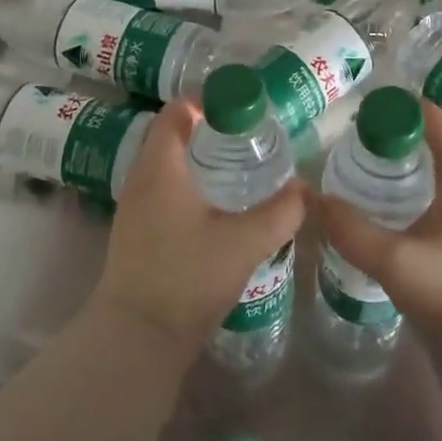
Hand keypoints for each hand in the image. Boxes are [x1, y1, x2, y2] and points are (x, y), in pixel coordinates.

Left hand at [91, 98, 305, 363]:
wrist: (136, 339)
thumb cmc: (187, 277)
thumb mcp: (245, 242)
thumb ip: (281, 211)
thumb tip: (306, 189)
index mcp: (160, 167)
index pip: (177, 112)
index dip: (207, 101)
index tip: (242, 108)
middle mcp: (141, 179)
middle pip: (172, 136)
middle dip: (209, 130)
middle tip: (248, 136)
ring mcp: (134, 208)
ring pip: (167, 165)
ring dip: (199, 159)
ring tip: (239, 167)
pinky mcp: (137, 234)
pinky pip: (163, 190)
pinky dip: (189, 184)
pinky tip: (218, 206)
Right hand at [316, 100, 441, 371]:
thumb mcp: (395, 260)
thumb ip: (350, 229)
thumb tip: (311, 200)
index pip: (433, 118)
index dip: (398, 107)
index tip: (362, 109)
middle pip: (437, 139)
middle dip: (398, 134)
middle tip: (354, 137)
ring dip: (410, 161)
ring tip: (367, 164)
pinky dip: (422, 183)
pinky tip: (395, 201)